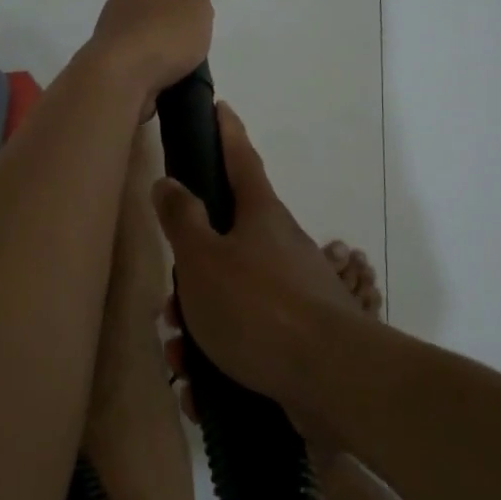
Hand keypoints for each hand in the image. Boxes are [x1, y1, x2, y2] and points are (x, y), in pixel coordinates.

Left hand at [88, 0, 212, 117]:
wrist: (118, 83)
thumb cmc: (159, 34)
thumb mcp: (193, 7)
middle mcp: (120, 5)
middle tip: (180, 2)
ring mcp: (113, 37)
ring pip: (139, 27)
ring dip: (157, 33)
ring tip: (185, 48)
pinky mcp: (114, 67)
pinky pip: (140, 59)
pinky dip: (155, 63)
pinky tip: (171, 74)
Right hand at [151, 102, 356, 421]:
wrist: (333, 380)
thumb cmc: (259, 306)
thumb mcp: (204, 259)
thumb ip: (182, 219)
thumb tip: (168, 181)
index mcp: (260, 215)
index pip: (240, 159)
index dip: (226, 133)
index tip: (220, 108)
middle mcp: (279, 247)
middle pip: (225, 244)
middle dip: (190, 276)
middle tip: (167, 308)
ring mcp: (292, 293)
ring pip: (230, 300)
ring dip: (198, 329)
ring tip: (181, 362)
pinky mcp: (296, 338)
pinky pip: (246, 342)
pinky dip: (220, 363)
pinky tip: (201, 392)